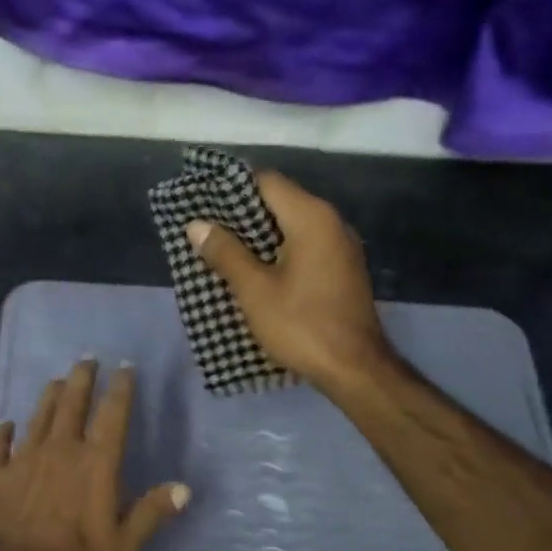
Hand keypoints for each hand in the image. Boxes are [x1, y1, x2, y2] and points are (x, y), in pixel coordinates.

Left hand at [0, 359, 189, 550]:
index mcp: (96, 463)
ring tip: (56, 380)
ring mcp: (24, 459)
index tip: (124, 368)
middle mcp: (61, 450)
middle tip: (86, 359)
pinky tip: (5, 424)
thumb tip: (184, 488)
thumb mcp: (123, 545)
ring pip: (38, 417)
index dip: (120, 389)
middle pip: (72, 404)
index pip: (112, 415)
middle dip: (82, 379)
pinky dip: (2, 433)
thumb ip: (151, 513)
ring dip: (49, 397)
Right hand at [185, 170, 390, 388]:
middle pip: (280, 202)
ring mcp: (341, 247)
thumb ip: (225, 253)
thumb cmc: (301, 325)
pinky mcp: (342, 270)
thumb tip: (197, 225)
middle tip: (205, 227)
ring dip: (258, 235)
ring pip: (292, 227)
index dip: (231, 187)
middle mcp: (332, 223)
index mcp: (311, 218)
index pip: (267, 181)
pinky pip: (304, 247)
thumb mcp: (255, 290)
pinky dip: (278, 251)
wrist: (354, 368)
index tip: (202, 199)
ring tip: (222, 249)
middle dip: (241, 213)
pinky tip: (254, 270)